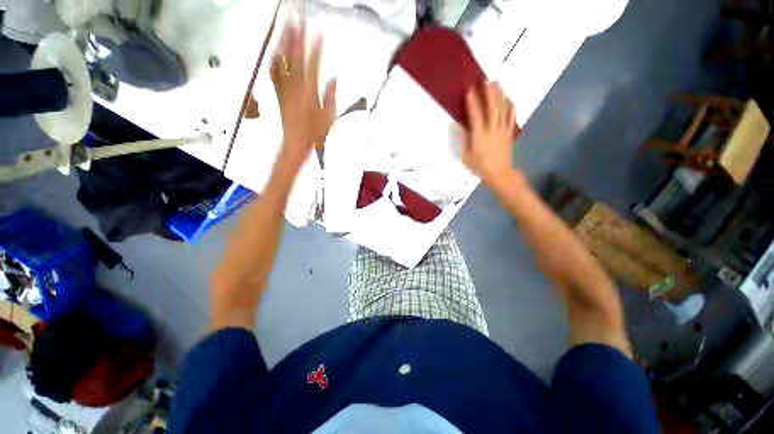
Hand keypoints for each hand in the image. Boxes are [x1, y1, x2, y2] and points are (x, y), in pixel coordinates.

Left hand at [271, 25, 336, 169]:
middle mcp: (296, 88)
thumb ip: (330, 97)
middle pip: (296, 57)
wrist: (296, 144)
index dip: (316, 48)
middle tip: (298, 17)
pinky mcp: (279, 94)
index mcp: (310, 94)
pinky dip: (275, 59)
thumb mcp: (329, 118)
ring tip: (285, 25)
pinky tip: (274, 50)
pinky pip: (275, 73)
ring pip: (284, 61)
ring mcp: (285, 90)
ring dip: (284, 42)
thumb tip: (332, 79)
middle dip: (297, 35)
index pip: (314, 65)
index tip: (318, 32)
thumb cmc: (313, 135)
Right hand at [462, 81, 520, 186]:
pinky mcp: (510, 132)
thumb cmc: (479, 166)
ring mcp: (503, 130)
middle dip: (490, 93)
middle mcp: (492, 129)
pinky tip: (509, 99)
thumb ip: (465, 139)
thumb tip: (462, 125)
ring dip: (500, 95)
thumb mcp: (466, 155)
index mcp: (479, 136)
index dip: (473, 102)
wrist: (499, 173)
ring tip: (498, 84)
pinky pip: (511, 117)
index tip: (470, 90)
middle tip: (487, 80)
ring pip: (503, 109)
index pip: (476, 115)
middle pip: (493, 108)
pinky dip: (510, 106)